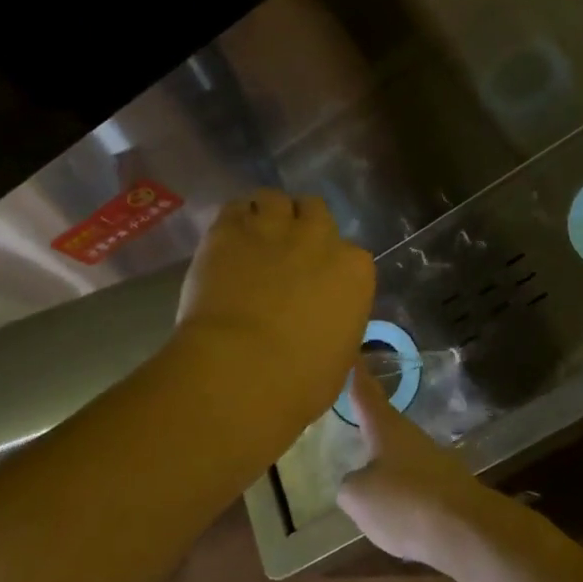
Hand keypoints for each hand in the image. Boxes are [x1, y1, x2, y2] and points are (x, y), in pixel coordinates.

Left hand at [173, 190, 375, 445]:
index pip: (350, 255)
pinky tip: (228, 239)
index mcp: (354, 270)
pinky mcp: (229, 229)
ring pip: (275, 199)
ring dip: (268, 215)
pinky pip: (235, 207)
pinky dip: (235, 220)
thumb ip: (338, 330)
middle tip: (285, 253)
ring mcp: (272, 228)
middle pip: (315, 211)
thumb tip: (337, 345)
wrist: (240, 371)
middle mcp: (318, 238)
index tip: (316, 284)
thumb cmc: (299, 382)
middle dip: (302, 227)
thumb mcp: (339, 361)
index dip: (330, 267)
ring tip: (254, 238)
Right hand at [337, 366, 499, 564]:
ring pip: (401, 456)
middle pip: (385, 424)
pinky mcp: (448, 489)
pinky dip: (402, 495)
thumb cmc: (404, 501)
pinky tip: (394, 515)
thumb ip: (350, 485)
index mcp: (385, 428)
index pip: (365, 393)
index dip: (356, 373)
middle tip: (353, 415)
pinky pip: (415, 486)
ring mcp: (433, 462)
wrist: (465, 531)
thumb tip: (356, 482)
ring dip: (386, 463)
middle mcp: (410, 436)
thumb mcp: (358, 496)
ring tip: (367, 476)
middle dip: (370, 422)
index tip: (352, 352)